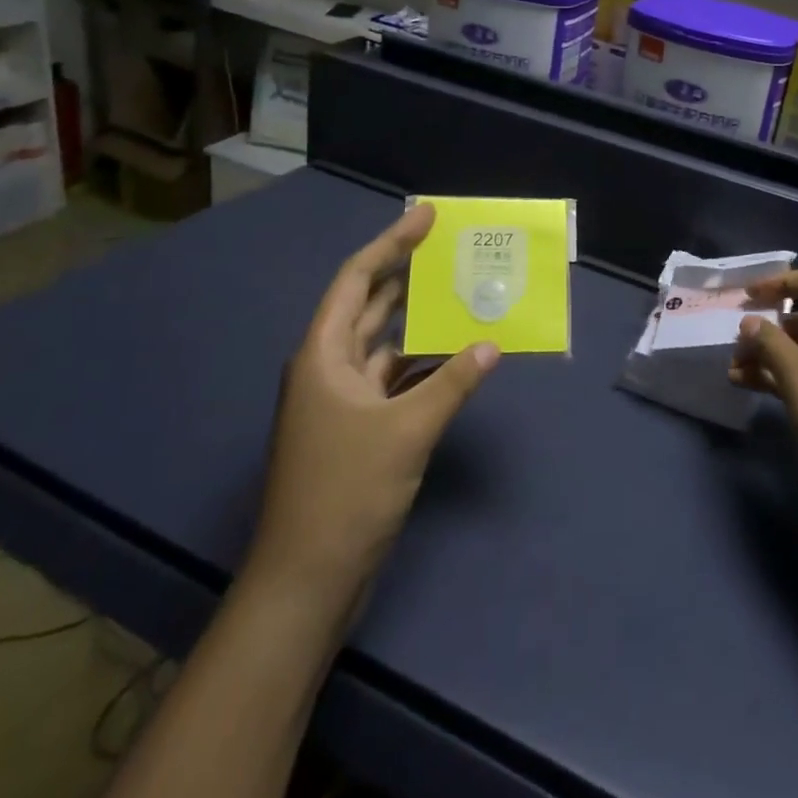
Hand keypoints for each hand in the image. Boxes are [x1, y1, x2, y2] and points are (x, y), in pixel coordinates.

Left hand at [249, 204, 499, 589]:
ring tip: (460, 290)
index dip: (391, 243)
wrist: (306, 581)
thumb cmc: (346, 493)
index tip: (426, 216)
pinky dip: (423, 363)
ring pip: (384, 342)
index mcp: (323, 355)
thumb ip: (453, 383)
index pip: (357, 279)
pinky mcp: (357, 429)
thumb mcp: (407, 431)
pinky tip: (455, 355)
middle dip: (406, 273)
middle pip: (369, 304)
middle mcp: (328, 368)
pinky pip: (394, 378)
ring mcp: (341, 401)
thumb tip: (491, 344)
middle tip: (450, 246)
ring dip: (418, 319)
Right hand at [731, 268, 797, 519]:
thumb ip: (769, 341)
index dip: (781, 282)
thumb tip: (750, 321)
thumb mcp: (797, 375)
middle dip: (771, 329)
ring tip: (734, 370)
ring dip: (773, 357)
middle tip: (737, 341)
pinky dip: (787, 378)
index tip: (748, 295)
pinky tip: (751, 387)